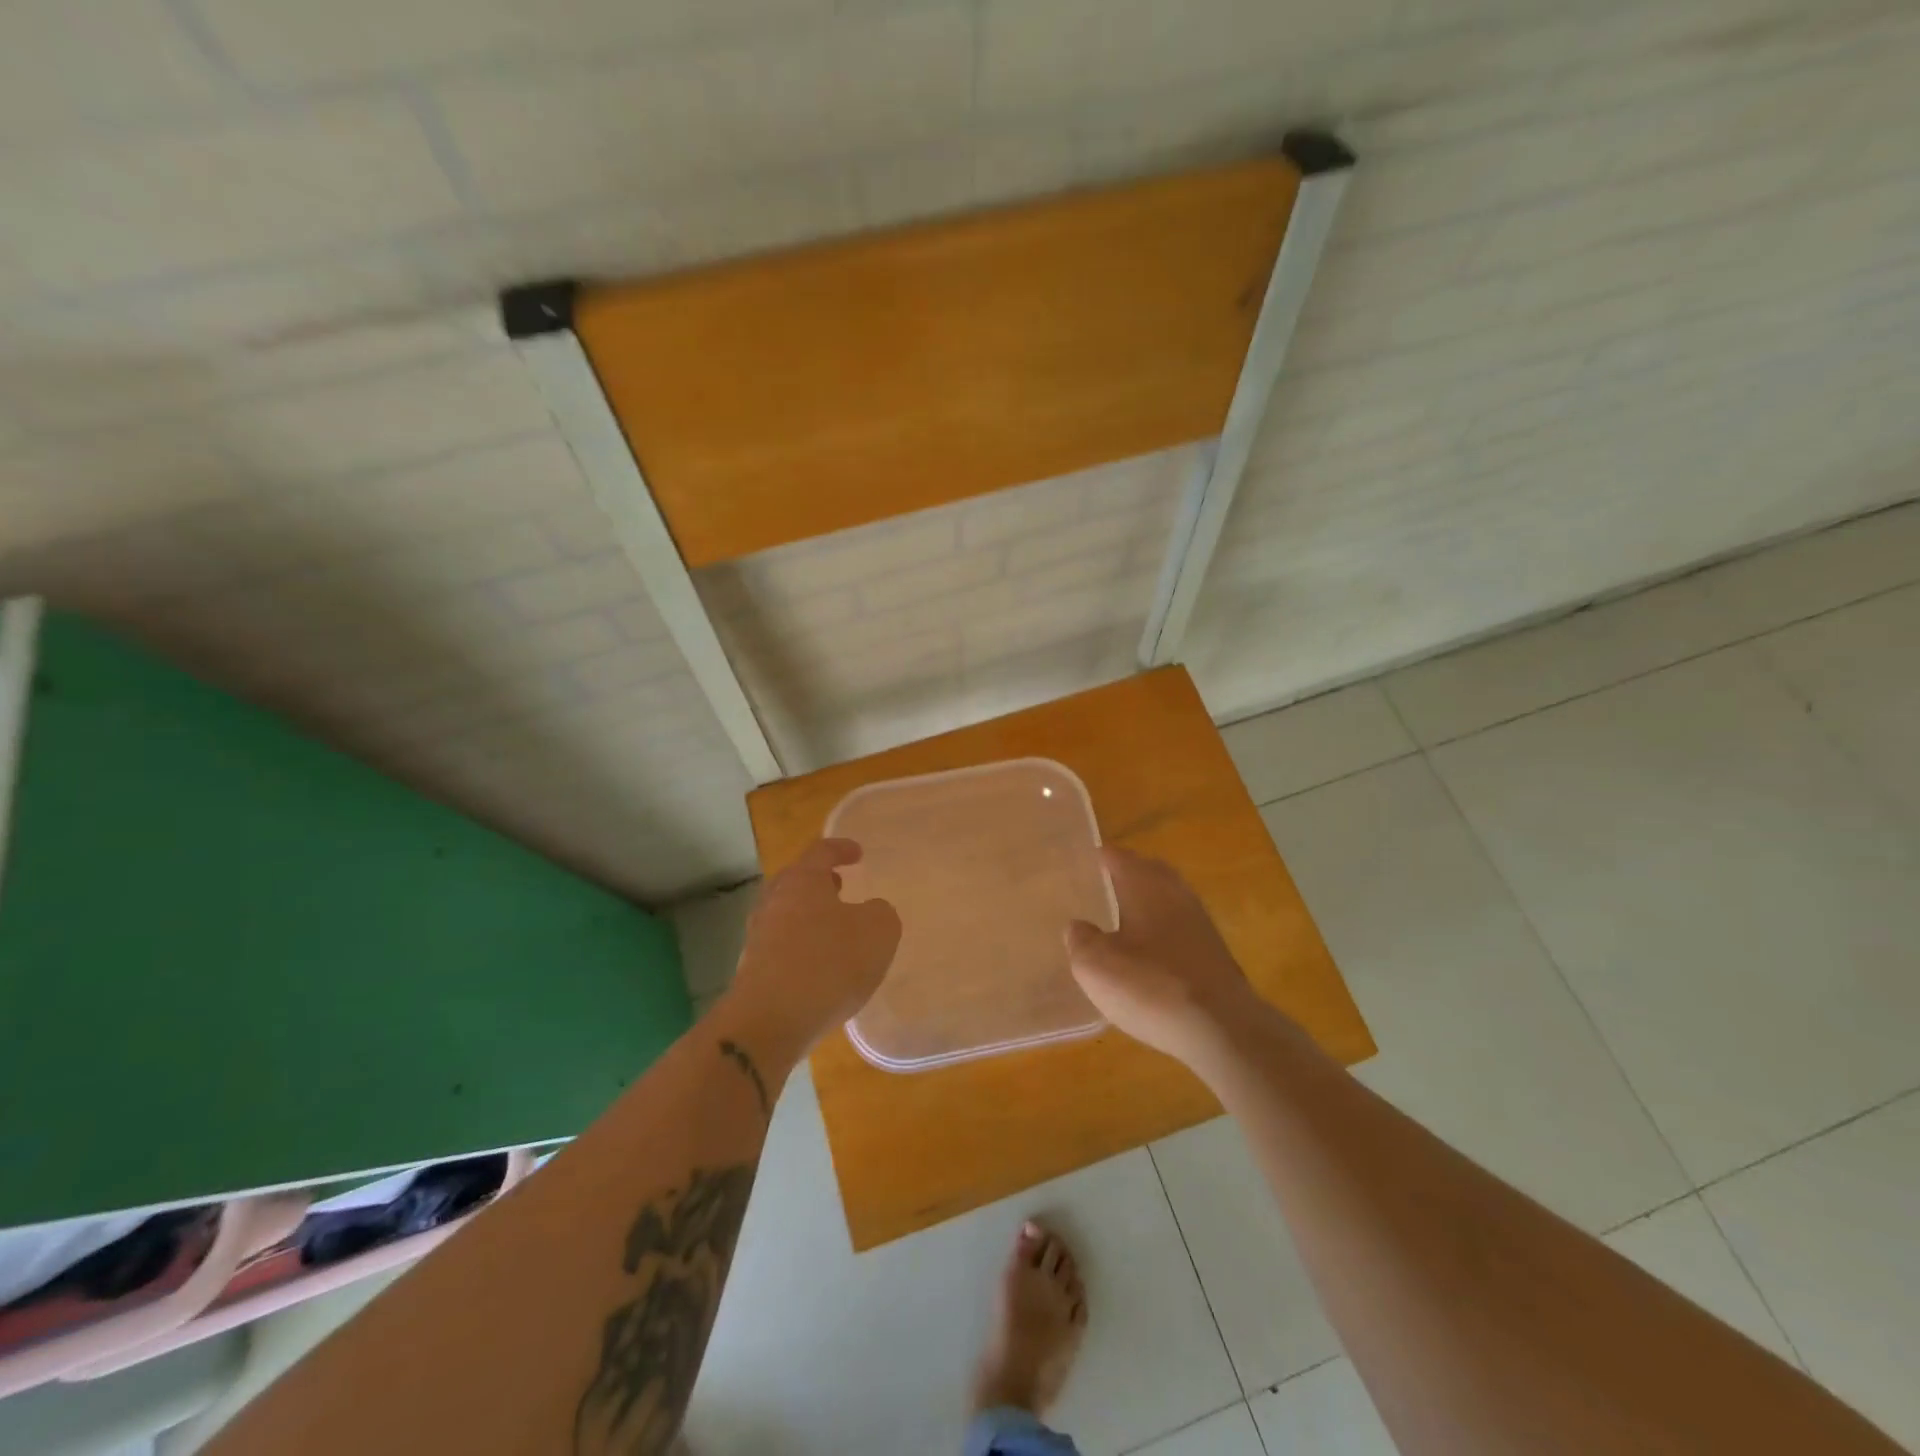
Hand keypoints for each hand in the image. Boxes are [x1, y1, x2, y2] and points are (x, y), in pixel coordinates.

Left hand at [731, 838, 901, 1051]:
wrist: (769, 1022)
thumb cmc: (828, 963)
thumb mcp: (878, 932)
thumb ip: (881, 913)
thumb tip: (871, 912)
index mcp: (802, 881)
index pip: (821, 852)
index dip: (841, 849)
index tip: (857, 854)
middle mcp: (775, 901)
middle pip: (796, 880)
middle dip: (818, 881)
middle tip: (839, 885)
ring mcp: (758, 937)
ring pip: (786, 914)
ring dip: (808, 915)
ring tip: (833, 928)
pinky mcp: (752, 971)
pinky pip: (781, 947)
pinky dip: (800, 947)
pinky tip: (818, 966)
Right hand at [1066, 848, 1273, 1070]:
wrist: (1222, 1029)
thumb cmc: (1150, 986)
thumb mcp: (1095, 965)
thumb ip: (1080, 939)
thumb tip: (1078, 927)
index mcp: (1144, 884)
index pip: (1117, 856)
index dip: (1097, 858)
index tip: (1080, 864)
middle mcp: (1175, 892)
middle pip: (1148, 871)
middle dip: (1126, 875)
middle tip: (1101, 887)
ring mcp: (1200, 922)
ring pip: (1167, 899)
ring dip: (1146, 904)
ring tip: (1121, 920)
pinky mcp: (1214, 952)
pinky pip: (1180, 928)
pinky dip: (1161, 931)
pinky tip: (1148, 954)